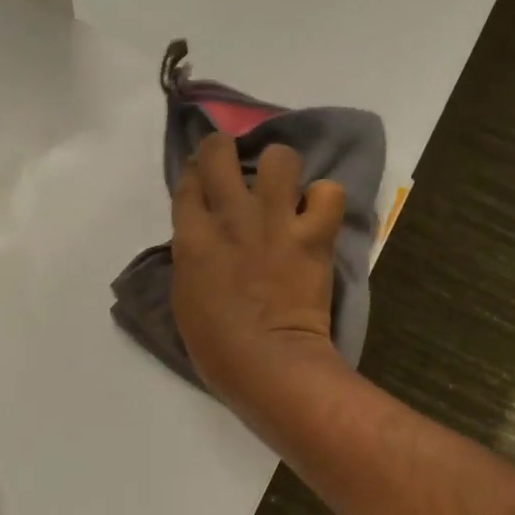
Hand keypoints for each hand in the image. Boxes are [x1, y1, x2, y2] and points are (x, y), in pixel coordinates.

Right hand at [171, 132, 348, 410]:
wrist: (269, 363)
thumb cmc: (217, 348)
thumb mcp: (186, 299)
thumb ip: (194, 259)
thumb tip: (206, 241)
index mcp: (192, 237)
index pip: (188, 181)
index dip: (195, 175)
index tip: (203, 183)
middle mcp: (231, 216)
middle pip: (220, 151)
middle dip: (225, 151)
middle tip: (235, 169)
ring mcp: (275, 221)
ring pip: (280, 157)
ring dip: (280, 169)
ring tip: (283, 190)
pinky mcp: (313, 235)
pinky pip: (328, 193)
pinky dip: (324, 201)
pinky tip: (317, 216)